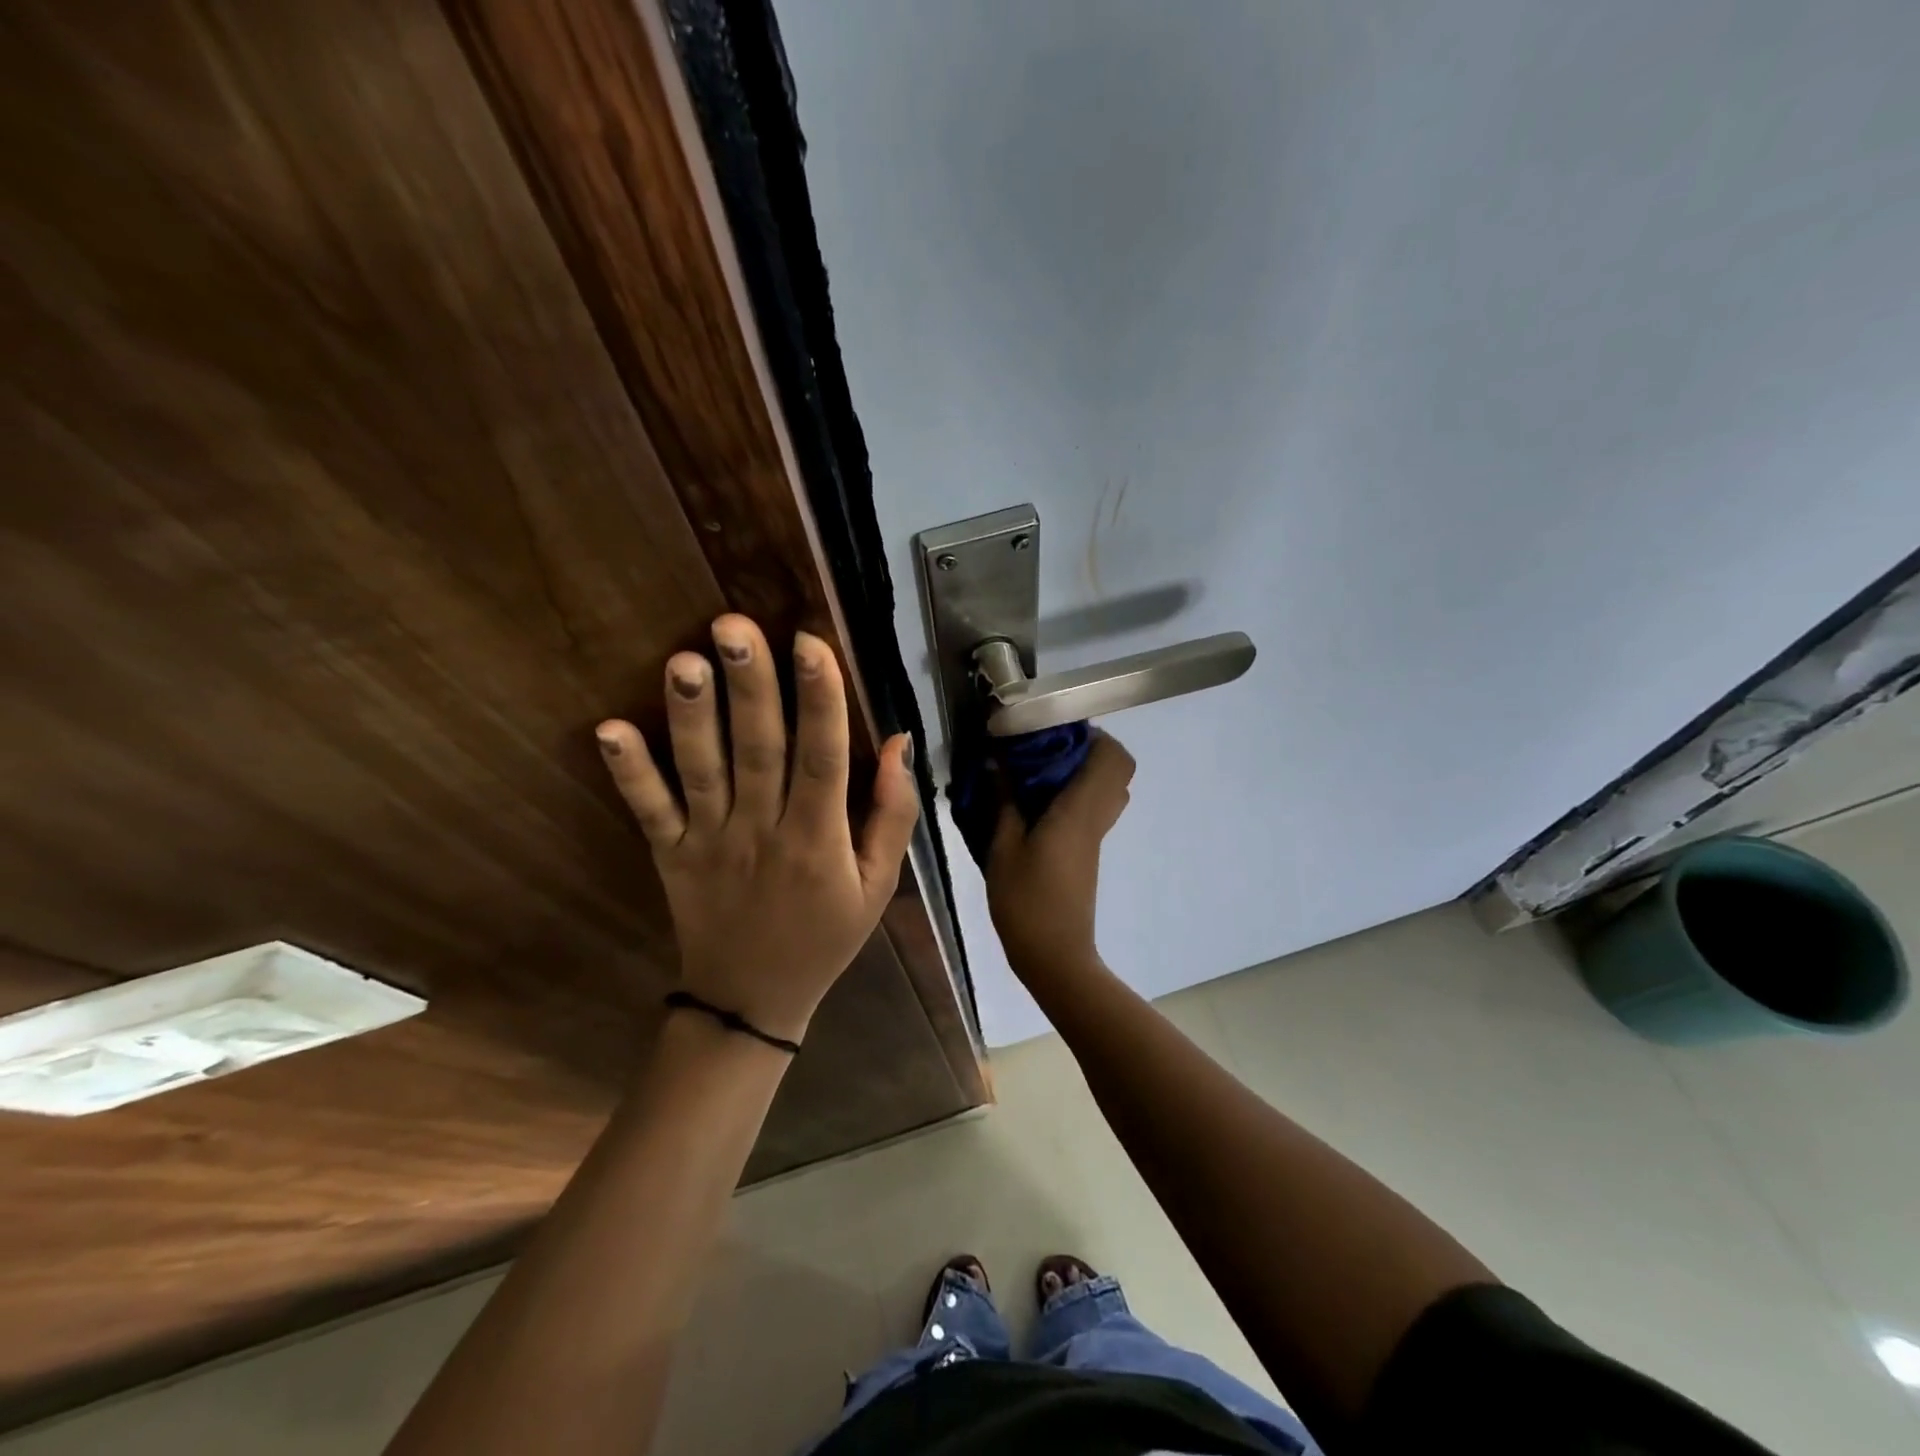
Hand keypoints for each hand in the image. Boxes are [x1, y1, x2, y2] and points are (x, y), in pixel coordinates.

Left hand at [594, 615, 919, 1044]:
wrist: (752, 999)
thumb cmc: (826, 935)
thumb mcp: (878, 884)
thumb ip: (893, 814)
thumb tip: (897, 743)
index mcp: (818, 839)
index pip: (822, 758)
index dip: (819, 700)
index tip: (810, 644)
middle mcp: (762, 831)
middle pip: (758, 750)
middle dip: (749, 686)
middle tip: (733, 626)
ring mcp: (709, 842)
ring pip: (701, 771)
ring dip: (691, 715)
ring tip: (684, 660)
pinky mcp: (670, 854)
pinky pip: (649, 811)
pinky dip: (628, 772)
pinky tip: (607, 730)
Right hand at [985, 730, 1134, 983]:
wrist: (1054, 955)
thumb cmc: (1027, 901)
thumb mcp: (1003, 847)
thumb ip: (1002, 801)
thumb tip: (995, 761)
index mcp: (1080, 810)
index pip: (1113, 756)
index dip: (1091, 734)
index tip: (1051, 729)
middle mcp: (1096, 817)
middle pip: (1117, 768)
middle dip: (1085, 748)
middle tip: (1042, 747)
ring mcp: (1095, 835)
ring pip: (1107, 788)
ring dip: (1080, 771)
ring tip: (1036, 772)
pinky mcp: (1087, 850)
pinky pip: (1092, 807)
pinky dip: (1073, 793)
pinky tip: (1035, 802)